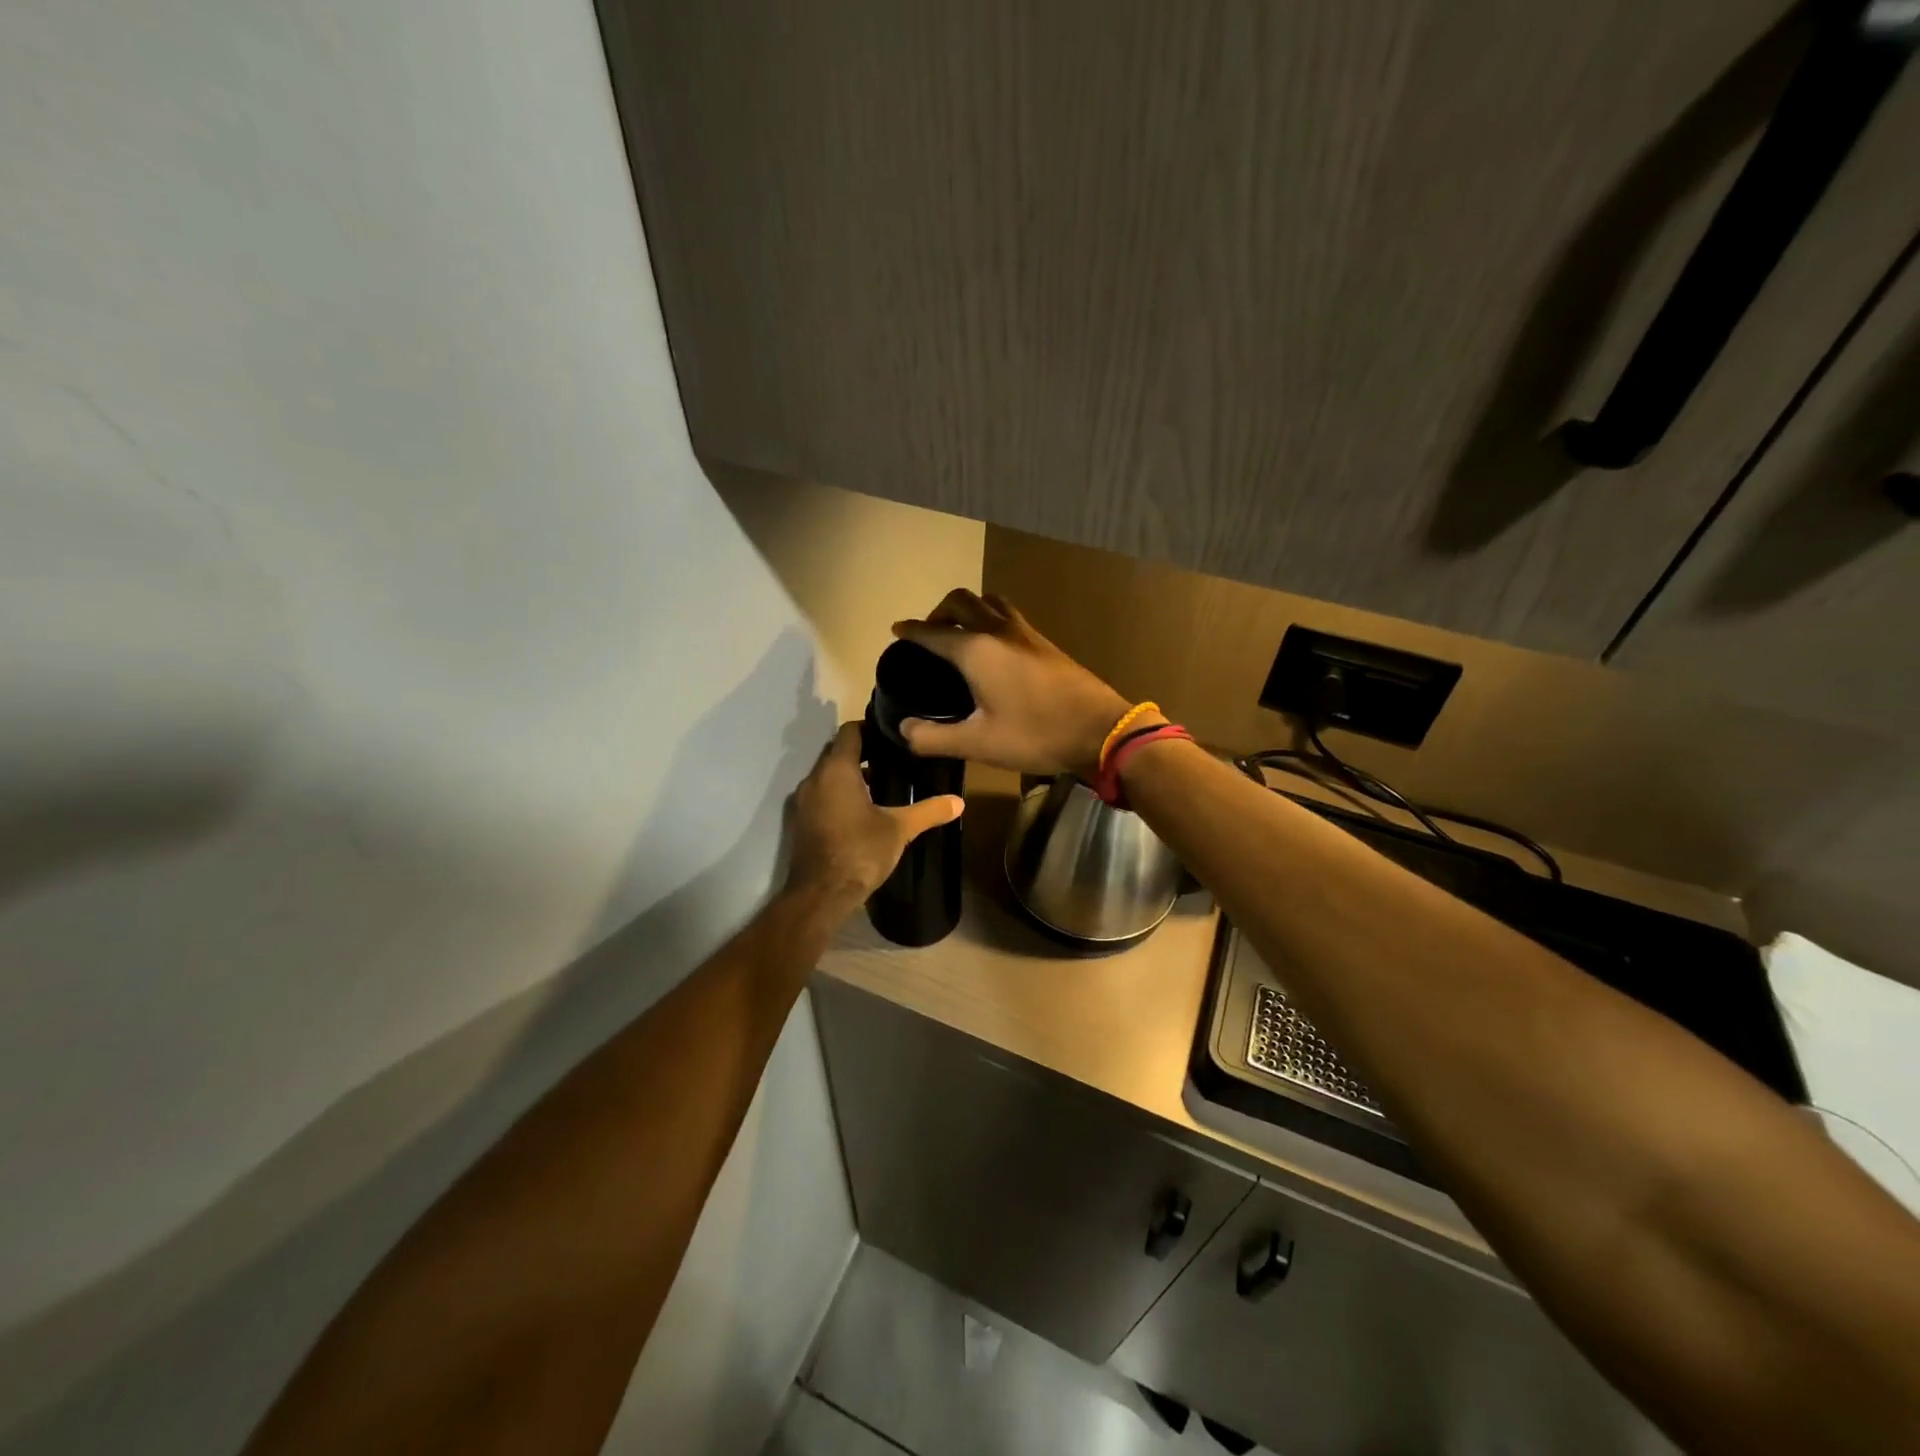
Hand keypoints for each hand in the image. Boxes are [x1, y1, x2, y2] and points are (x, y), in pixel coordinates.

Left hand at [785, 721, 963, 920]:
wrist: (821, 894)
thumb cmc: (860, 852)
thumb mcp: (900, 829)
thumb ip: (928, 811)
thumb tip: (959, 802)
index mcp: (836, 770)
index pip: (850, 731)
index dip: (870, 727)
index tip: (893, 735)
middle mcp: (815, 778)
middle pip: (837, 751)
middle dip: (863, 751)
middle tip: (894, 757)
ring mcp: (804, 801)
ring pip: (828, 774)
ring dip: (851, 774)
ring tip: (883, 782)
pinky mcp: (801, 821)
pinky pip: (822, 794)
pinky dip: (839, 793)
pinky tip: (863, 809)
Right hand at [890, 589, 1143, 777]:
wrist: (1100, 729)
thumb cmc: (1035, 735)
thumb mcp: (979, 744)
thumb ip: (934, 738)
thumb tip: (905, 729)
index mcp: (976, 651)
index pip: (932, 632)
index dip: (911, 631)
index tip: (896, 629)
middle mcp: (997, 631)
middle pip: (960, 601)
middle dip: (937, 611)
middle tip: (928, 633)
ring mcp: (1025, 632)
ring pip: (988, 601)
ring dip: (967, 608)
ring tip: (959, 632)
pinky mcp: (1044, 642)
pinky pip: (1007, 614)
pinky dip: (989, 617)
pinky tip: (994, 645)